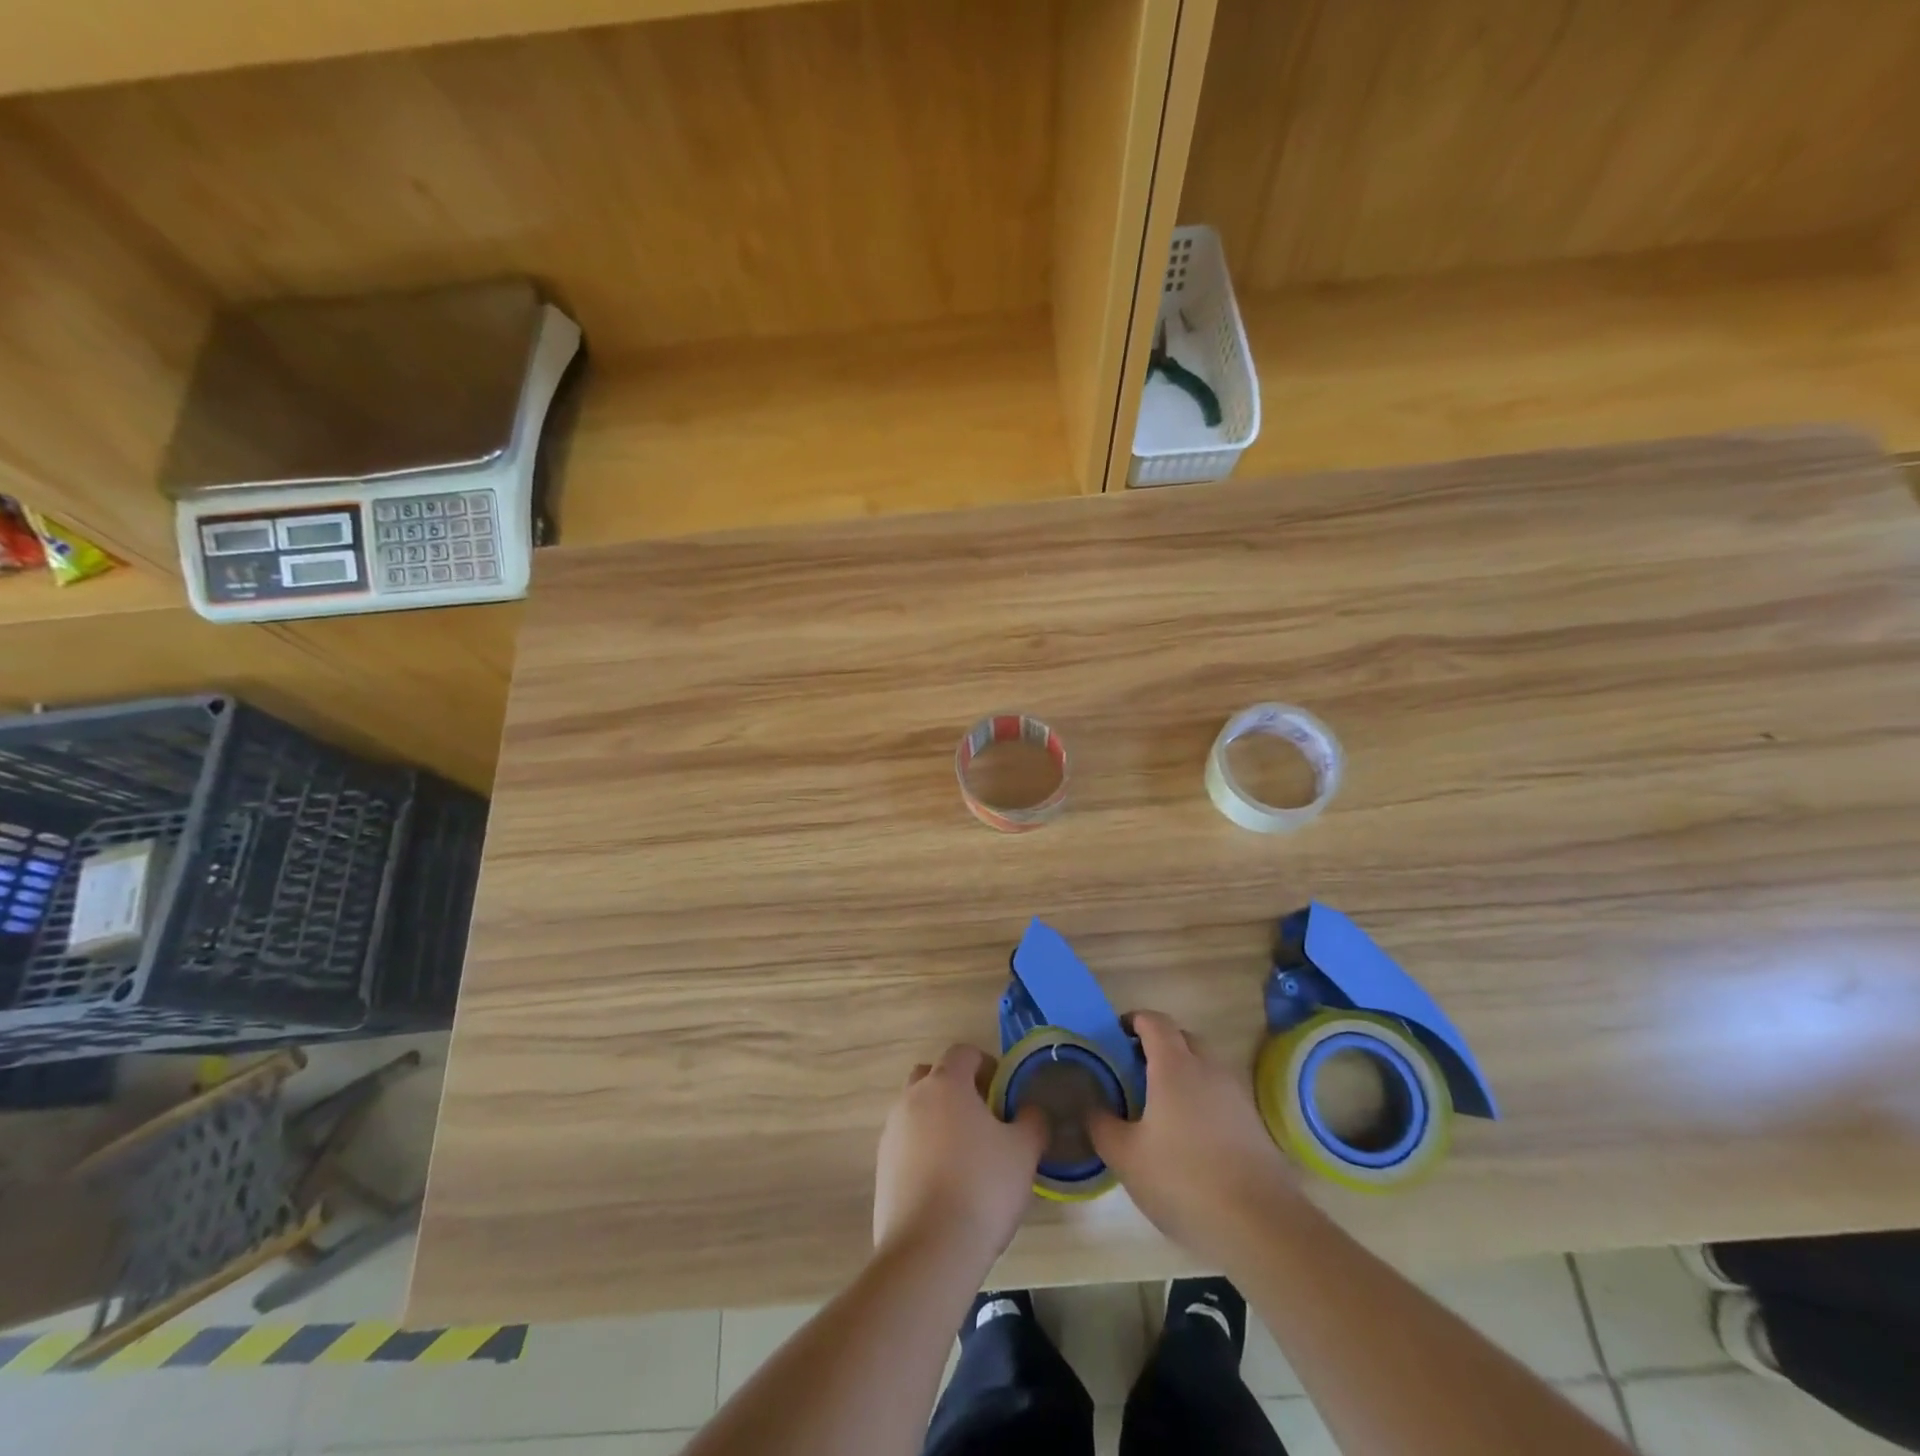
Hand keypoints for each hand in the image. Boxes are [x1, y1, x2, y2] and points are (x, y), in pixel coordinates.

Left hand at [873, 1045, 1047, 1271]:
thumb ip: (1032, 1121)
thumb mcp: (1024, 1152)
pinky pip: (906, 1144)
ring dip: (938, 1120)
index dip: (986, 1063)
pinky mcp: (881, 1169)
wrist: (929, 1250)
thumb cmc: (982, 1188)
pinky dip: (924, 1151)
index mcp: (945, 1084)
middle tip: (983, 1116)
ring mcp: (891, 1133)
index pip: (963, 1052)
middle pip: (933, 1075)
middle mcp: (912, 1099)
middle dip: (957, 1087)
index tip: (1004, 1090)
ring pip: (917, 1110)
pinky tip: (946, 1184)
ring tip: (966, 1155)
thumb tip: (1030, 1111)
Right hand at [1089, 1010, 1303, 1269]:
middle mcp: (1208, 1069)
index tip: (1116, 1034)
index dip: (1133, 1020)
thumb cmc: (1184, 1180)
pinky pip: (1219, 1094)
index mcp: (1175, 1066)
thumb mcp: (1126, 1157)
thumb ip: (1102, 1125)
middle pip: (1182, 1038)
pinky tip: (1188, 1136)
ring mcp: (1236, 1095)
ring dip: (1181, 1073)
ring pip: (1204, 1067)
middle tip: (1133, 1070)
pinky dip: (1200, 1099)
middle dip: (1157, 1045)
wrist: (1262, 1226)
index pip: (1154, 1021)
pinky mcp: (1253, 1123)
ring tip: (1158, 1105)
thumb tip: (1092, 1106)